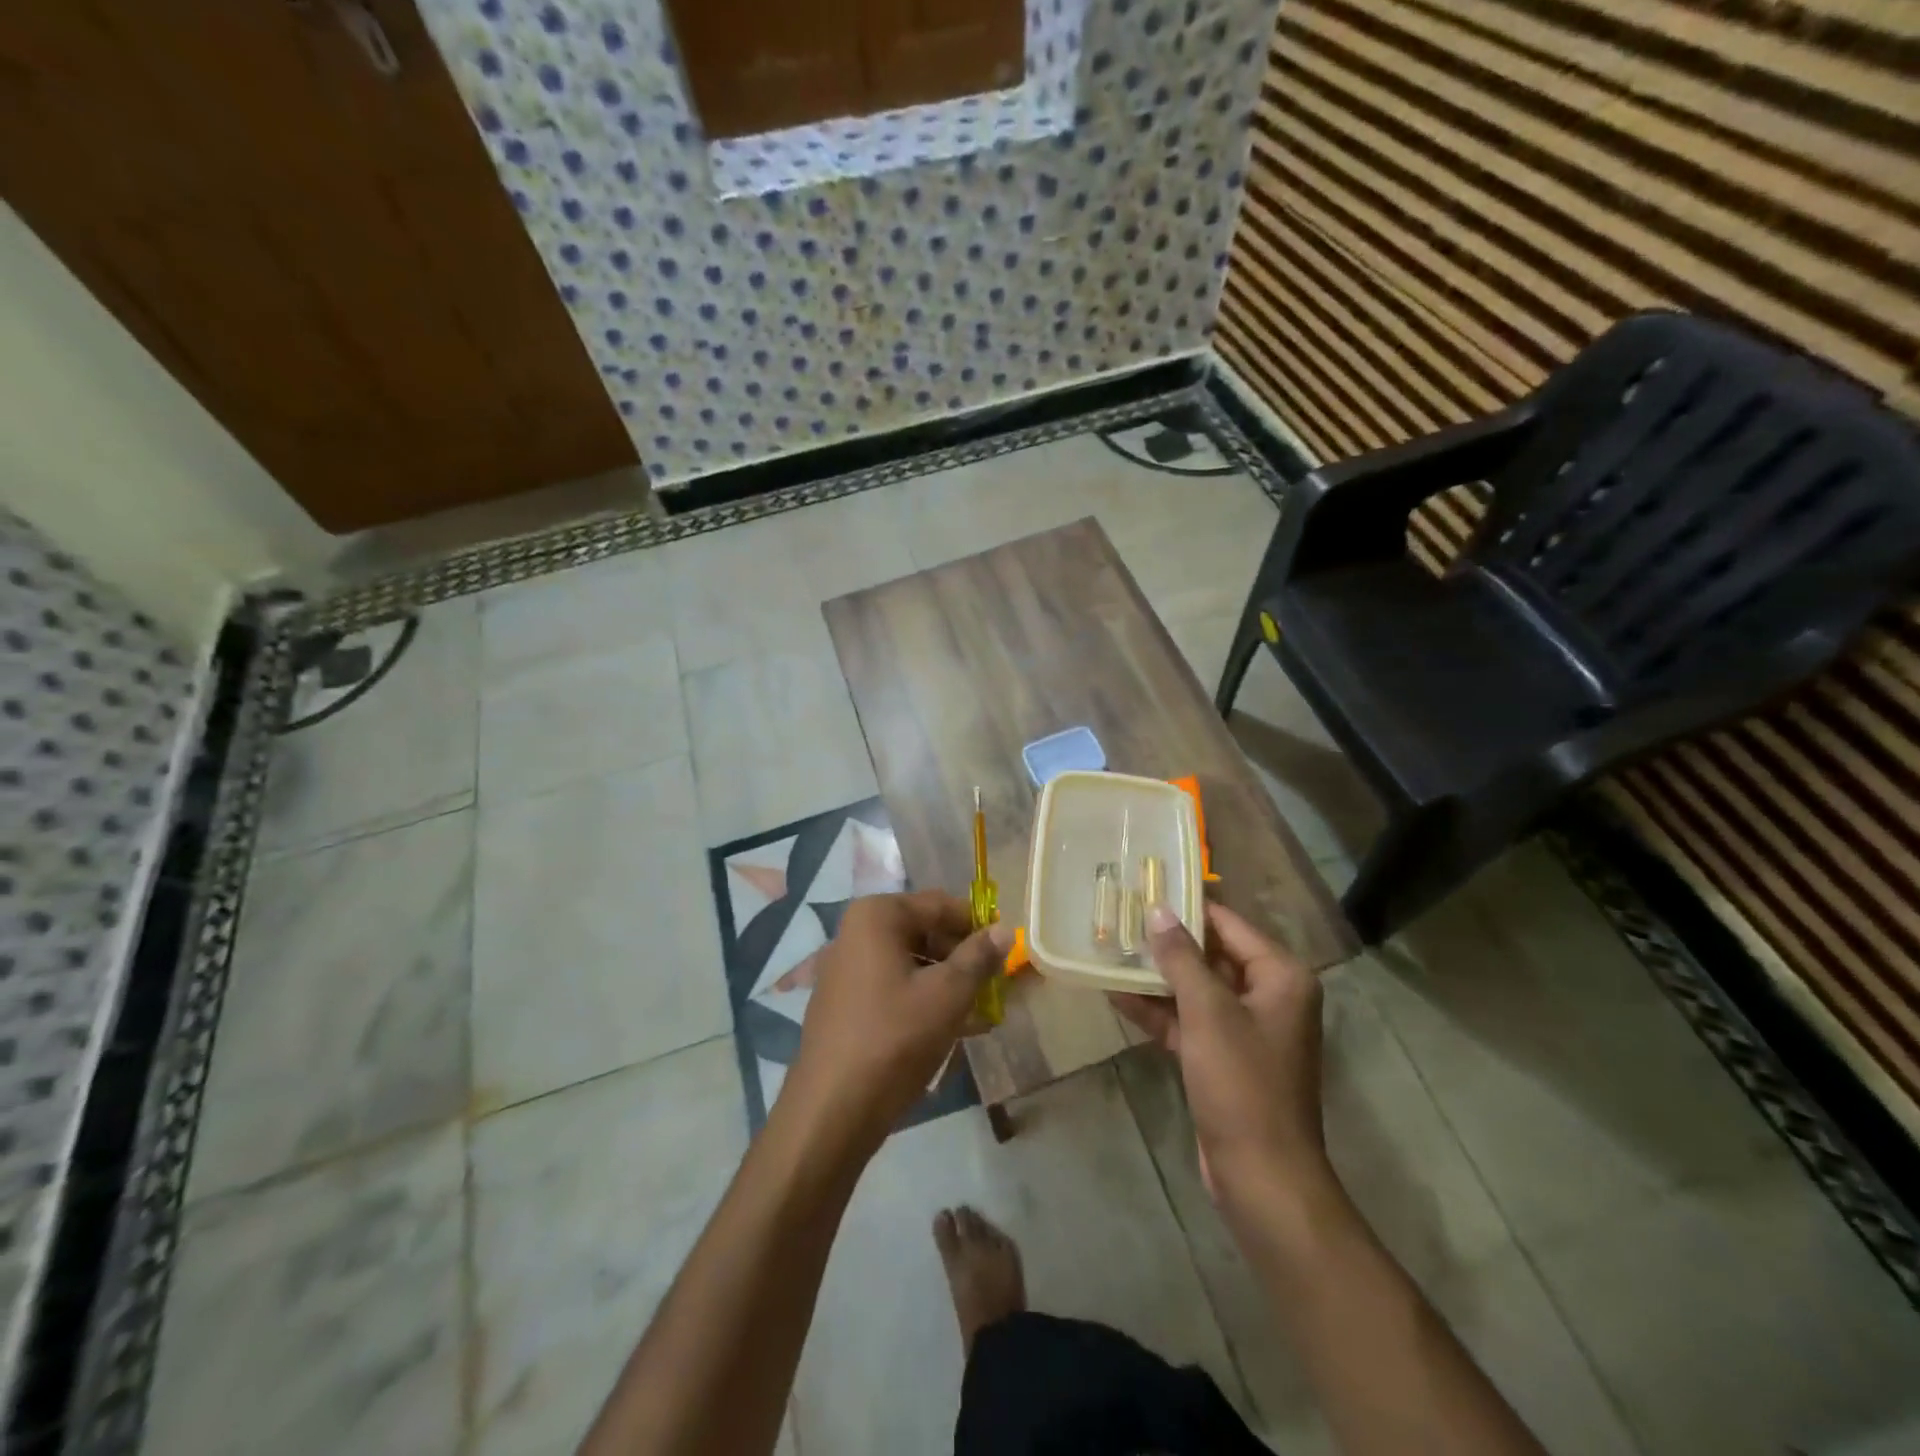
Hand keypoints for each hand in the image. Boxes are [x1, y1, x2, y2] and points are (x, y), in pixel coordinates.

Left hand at [781, 891, 1009, 1156]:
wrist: (832, 1110)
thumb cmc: (895, 1038)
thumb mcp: (948, 995)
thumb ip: (978, 957)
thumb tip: (1004, 929)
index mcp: (877, 916)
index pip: (940, 905)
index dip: (977, 926)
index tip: (1005, 952)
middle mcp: (855, 932)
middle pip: (924, 932)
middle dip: (962, 957)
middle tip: (994, 986)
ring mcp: (845, 968)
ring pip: (910, 963)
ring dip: (946, 981)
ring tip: (979, 1013)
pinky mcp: (843, 1002)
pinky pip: (892, 987)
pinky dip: (922, 999)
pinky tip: (950, 1028)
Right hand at [1111, 903, 1326, 1203]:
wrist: (1261, 1177)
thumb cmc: (1242, 1083)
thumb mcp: (1207, 1012)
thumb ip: (1181, 957)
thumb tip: (1158, 910)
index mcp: (1280, 977)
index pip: (1228, 925)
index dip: (1188, 907)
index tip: (1146, 888)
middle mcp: (1268, 996)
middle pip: (1212, 955)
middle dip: (1167, 942)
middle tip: (1120, 916)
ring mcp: (1245, 1030)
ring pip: (1196, 989)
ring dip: (1157, 976)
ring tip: (1110, 950)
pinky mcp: (1224, 1059)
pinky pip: (1189, 1021)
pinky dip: (1158, 1011)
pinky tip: (1116, 995)